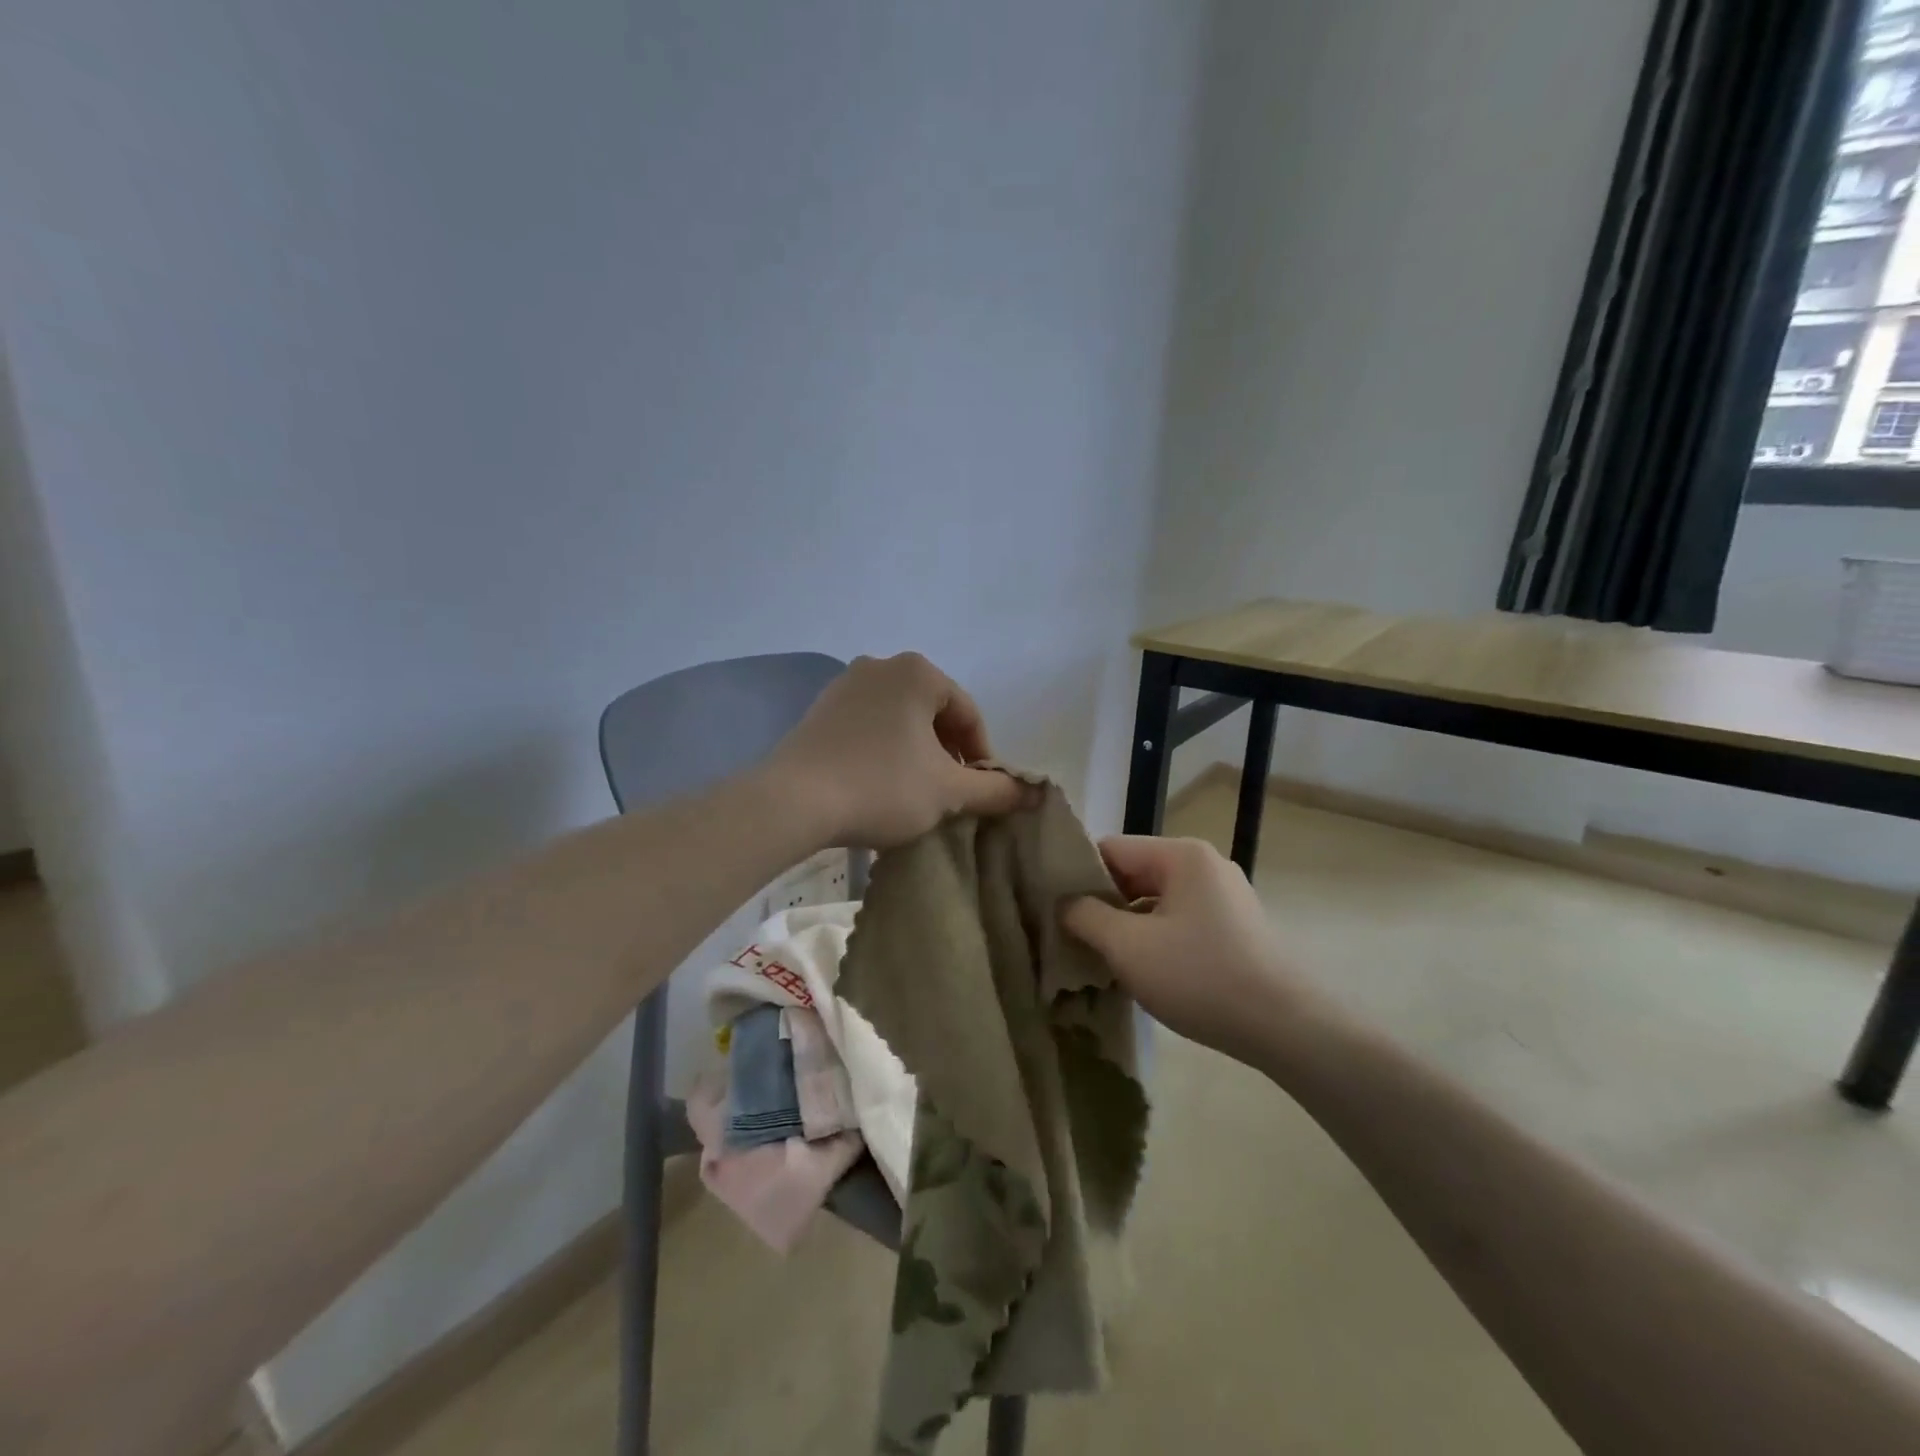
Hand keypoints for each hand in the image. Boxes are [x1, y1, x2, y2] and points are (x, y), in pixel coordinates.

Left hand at [763, 653, 1026, 848]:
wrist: (793, 801)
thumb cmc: (882, 786)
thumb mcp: (948, 791)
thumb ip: (996, 789)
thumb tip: (1033, 792)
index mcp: (918, 672)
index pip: (967, 713)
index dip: (982, 755)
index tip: (980, 791)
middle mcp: (880, 666)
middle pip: (933, 713)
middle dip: (947, 752)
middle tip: (949, 793)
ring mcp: (844, 685)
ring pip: (899, 720)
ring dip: (916, 753)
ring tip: (915, 793)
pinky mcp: (819, 711)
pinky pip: (867, 727)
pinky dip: (883, 751)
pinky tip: (878, 785)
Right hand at [1061, 836, 1309, 1062]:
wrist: (1287, 1028)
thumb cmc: (1201, 977)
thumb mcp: (1128, 947)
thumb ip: (1085, 916)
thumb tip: (1064, 903)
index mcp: (1181, 855)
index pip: (1110, 849)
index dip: (1076, 875)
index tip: (1051, 907)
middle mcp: (1204, 865)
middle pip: (1133, 873)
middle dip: (1100, 904)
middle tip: (1069, 937)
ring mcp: (1224, 896)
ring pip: (1155, 900)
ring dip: (1125, 925)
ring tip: (1098, 958)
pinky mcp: (1235, 927)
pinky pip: (1178, 920)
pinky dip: (1154, 938)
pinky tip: (1140, 970)